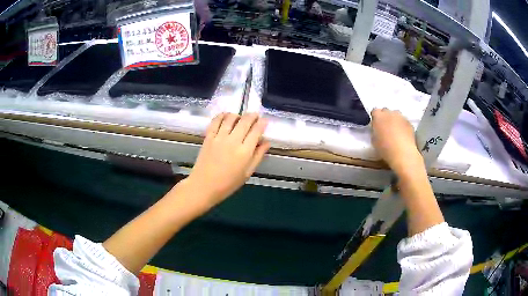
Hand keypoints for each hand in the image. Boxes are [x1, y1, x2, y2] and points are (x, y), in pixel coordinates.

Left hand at [186, 113, 269, 205]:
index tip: (264, 121)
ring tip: (240, 118)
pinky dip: (222, 115)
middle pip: (245, 121)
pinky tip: (226, 116)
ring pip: (231, 118)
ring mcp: (219, 137)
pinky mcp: (209, 137)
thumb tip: (266, 142)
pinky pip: (216, 121)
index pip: (256, 131)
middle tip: (255, 116)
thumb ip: (258, 156)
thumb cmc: (228, 183)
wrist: (204, 186)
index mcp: (245, 152)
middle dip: (252, 116)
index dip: (262, 123)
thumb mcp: (247, 173)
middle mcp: (233, 141)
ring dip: (238, 115)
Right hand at [371, 108, 422, 175]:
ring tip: (395, 131)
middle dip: (385, 117)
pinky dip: (402, 126)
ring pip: (396, 115)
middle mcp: (390, 113)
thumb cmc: (385, 148)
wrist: (403, 153)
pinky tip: (403, 135)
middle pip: (386, 111)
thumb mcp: (374, 140)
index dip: (375, 118)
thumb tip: (378, 129)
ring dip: (394, 120)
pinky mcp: (409, 123)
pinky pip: (404, 121)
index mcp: (378, 116)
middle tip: (385, 128)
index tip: (376, 125)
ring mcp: (401, 117)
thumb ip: (375, 131)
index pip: (374, 111)